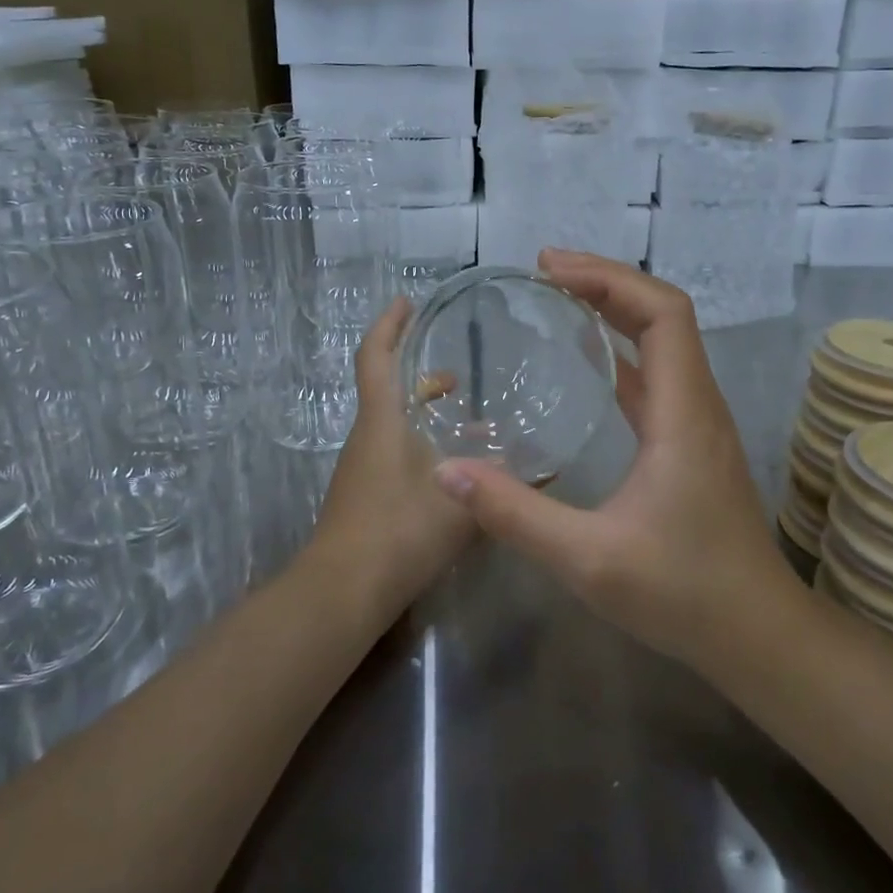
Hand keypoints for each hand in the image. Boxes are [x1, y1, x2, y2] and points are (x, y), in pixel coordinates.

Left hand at [304, 296, 477, 622]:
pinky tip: (455, 466)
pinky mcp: (365, 494)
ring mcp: (362, 467)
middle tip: (460, 372)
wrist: (344, 591)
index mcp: (382, 421)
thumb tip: (548, 465)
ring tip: (467, 417)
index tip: (408, 301)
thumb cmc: (399, 531)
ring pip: (393, 423)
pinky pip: (394, 451)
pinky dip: (421, 443)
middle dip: (419, 372)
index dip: (389, 324)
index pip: (376, 356)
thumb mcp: (461, 504)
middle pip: (387, 388)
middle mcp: (367, 436)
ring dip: (424, 411)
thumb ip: (503, 482)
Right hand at [431, 249, 798, 669]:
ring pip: (664, 342)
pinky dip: (622, 350)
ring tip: (560, 299)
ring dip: (616, 310)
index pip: (662, 313)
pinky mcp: (691, 444)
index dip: (609, 279)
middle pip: (663, 315)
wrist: (756, 634)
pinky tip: (588, 361)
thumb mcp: (589, 559)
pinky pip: (658, 375)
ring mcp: (698, 423)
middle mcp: (698, 404)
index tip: (550, 270)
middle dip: (606, 282)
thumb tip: (448, 472)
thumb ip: (516, 515)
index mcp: (683, 412)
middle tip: (544, 272)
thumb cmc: (682, 593)